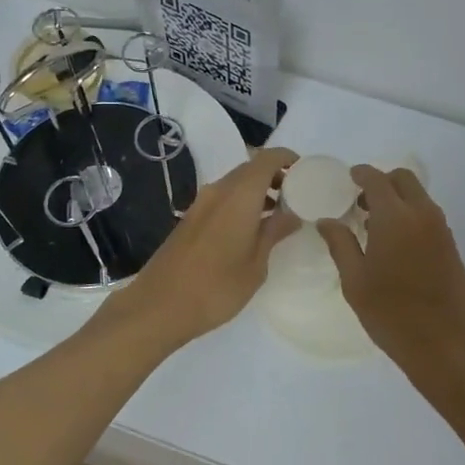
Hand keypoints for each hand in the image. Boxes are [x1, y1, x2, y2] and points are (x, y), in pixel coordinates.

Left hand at [93, 147, 300, 354]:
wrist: (158, 306)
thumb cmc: (216, 287)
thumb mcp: (256, 264)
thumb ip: (274, 232)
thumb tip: (291, 213)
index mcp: (239, 195)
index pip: (267, 159)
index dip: (287, 158)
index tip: (305, 171)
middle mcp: (219, 190)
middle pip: (250, 169)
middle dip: (275, 176)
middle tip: (296, 197)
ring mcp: (201, 204)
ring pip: (235, 184)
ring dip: (257, 192)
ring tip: (278, 216)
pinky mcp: (190, 219)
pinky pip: (223, 199)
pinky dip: (241, 203)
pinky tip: (251, 230)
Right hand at [317, 166, 464, 375]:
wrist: (448, 344)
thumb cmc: (393, 314)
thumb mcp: (355, 282)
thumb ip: (340, 244)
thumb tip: (327, 220)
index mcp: (394, 217)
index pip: (376, 179)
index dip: (360, 174)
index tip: (348, 178)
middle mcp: (421, 214)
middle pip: (403, 179)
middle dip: (381, 182)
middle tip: (361, 202)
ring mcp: (441, 229)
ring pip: (418, 196)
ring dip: (397, 198)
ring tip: (373, 224)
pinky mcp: (451, 245)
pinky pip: (427, 214)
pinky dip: (410, 213)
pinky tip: (394, 241)